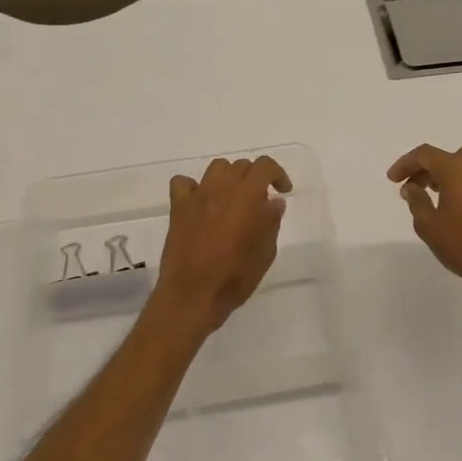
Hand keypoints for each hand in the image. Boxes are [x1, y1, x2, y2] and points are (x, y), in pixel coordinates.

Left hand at [154, 156, 291, 333]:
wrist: (193, 294)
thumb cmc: (235, 277)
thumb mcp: (265, 253)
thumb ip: (271, 222)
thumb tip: (274, 202)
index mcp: (247, 196)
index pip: (264, 166)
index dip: (277, 174)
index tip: (283, 191)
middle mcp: (222, 189)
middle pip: (241, 166)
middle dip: (255, 178)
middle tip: (260, 200)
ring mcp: (198, 196)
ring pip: (216, 168)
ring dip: (229, 177)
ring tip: (233, 197)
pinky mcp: (178, 208)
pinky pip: (183, 183)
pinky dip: (194, 187)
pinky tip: (201, 202)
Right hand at [388, 142, 461, 297]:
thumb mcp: (428, 226)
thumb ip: (416, 201)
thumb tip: (412, 187)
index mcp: (454, 169)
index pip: (424, 155)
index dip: (405, 164)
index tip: (393, 180)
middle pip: (448, 157)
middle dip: (428, 169)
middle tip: (415, 187)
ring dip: (453, 172)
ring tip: (442, 192)